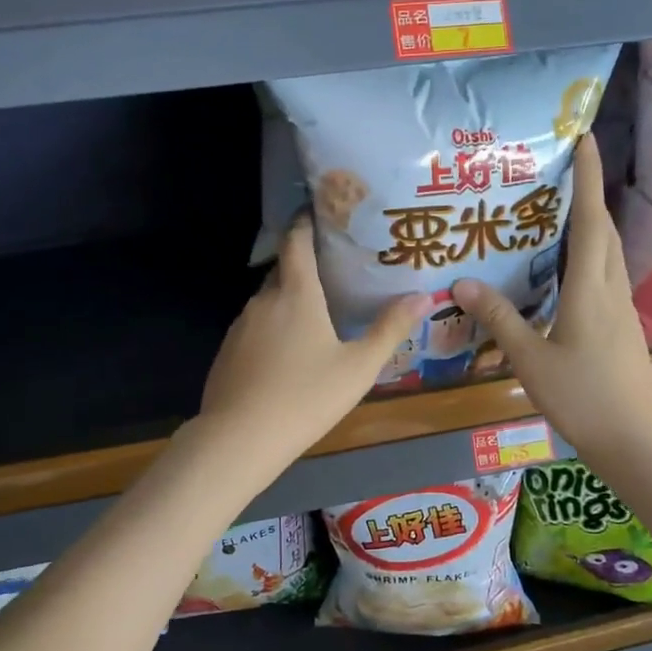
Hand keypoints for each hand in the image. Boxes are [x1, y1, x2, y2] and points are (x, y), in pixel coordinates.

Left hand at [199, 218, 425, 468]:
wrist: (239, 439)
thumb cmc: (306, 397)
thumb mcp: (358, 367)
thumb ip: (390, 329)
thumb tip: (424, 296)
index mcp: (296, 294)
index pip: (297, 241)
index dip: (306, 222)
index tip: (320, 211)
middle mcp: (264, 300)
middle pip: (283, 269)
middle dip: (303, 263)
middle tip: (333, 268)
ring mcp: (240, 326)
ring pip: (268, 300)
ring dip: (289, 299)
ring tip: (315, 311)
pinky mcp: (228, 351)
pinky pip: (255, 326)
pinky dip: (273, 326)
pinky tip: (287, 352)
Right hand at [453, 136, 651, 457]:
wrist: (637, 441)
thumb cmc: (583, 398)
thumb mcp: (531, 360)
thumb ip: (499, 319)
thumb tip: (462, 282)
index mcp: (590, 289)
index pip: (591, 220)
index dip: (589, 177)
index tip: (586, 137)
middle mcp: (611, 290)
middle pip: (605, 230)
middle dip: (589, 193)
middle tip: (563, 168)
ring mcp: (621, 309)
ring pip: (608, 253)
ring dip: (591, 223)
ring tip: (561, 209)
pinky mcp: (622, 327)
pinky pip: (605, 275)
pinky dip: (589, 255)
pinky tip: (567, 268)